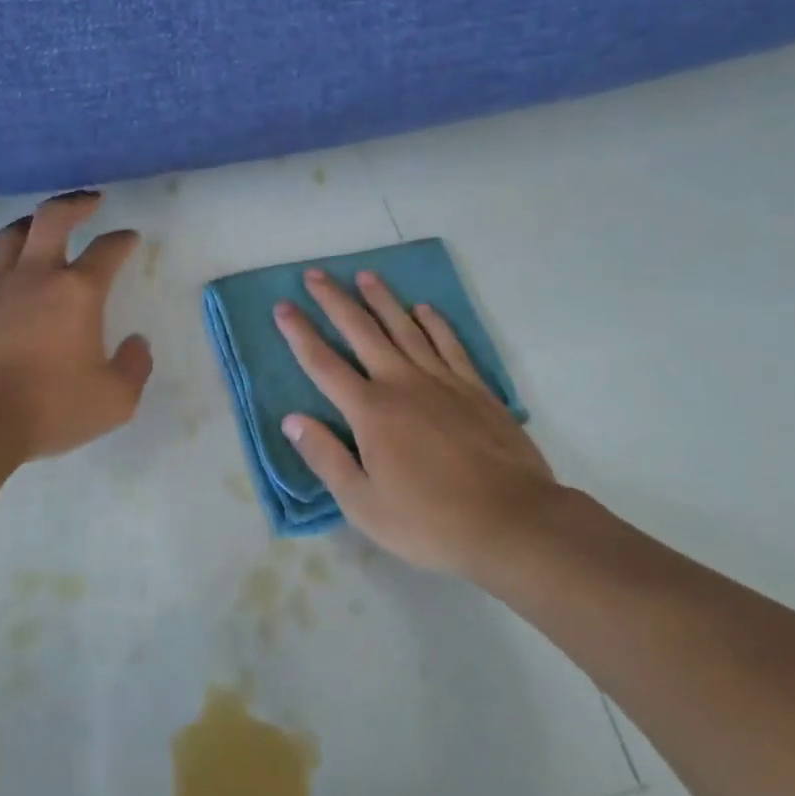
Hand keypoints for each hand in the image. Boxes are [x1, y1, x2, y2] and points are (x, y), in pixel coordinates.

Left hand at [0, 191, 152, 468]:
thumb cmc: (47, 409)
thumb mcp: (114, 400)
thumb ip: (135, 367)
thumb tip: (137, 343)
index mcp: (77, 292)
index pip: (108, 250)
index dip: (122, 240)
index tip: (129, 238)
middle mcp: (34, 277)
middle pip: (51, 219)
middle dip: (74, 204)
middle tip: (89, 201)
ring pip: (6, 239)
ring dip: (25, 227)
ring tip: (36, 228)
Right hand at [272, 268, 566, 576]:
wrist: (512, 521)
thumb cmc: (430, 521)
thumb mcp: (363, 504)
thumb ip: (325, 458)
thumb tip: (292, 420)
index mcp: (370, 411)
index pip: (324, 364)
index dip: (300, 333)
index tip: (282, 306)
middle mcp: (402, 383)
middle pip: (362, 331)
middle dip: (335, 301)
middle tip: (316, 274)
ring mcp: (442, 381)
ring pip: (405, 328)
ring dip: (382, 300)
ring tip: (365, 275)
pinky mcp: (475, 388)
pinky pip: (449, 344)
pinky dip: (434, 322)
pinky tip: (424, 308)